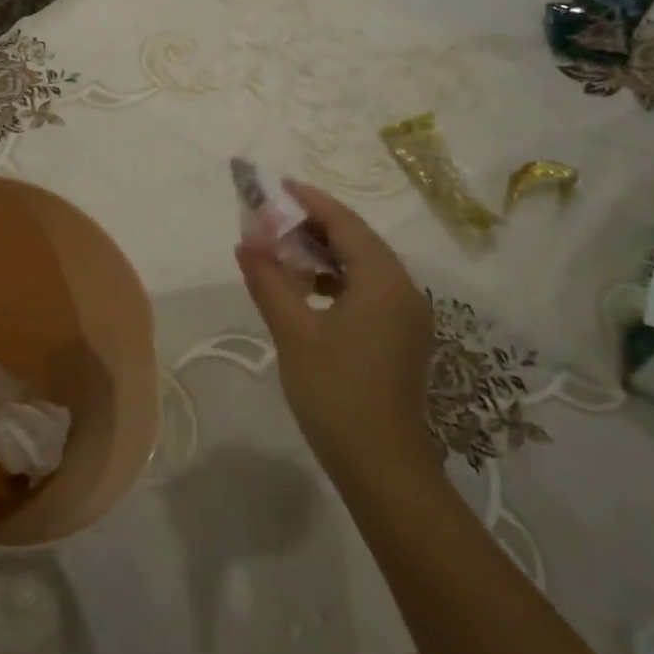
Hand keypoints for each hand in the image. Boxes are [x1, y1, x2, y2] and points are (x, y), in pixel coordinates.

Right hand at [235, 181, 441, 472]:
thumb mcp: (294, 332)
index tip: (279, 187)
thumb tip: (246, 243)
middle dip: (315, 226)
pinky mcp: (402, 338)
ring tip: (284, 252)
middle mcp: (404, 290)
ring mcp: (407, 316)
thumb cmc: (336, 392)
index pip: (346, 224)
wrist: (382, 466)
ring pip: (364, 267)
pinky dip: (338, 281)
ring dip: (325, 255)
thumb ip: (269, 281)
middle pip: (358, 241)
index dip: (311, 201)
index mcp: (383, 281)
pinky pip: (369, 291)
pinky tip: (308, 291)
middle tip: (273, 219)